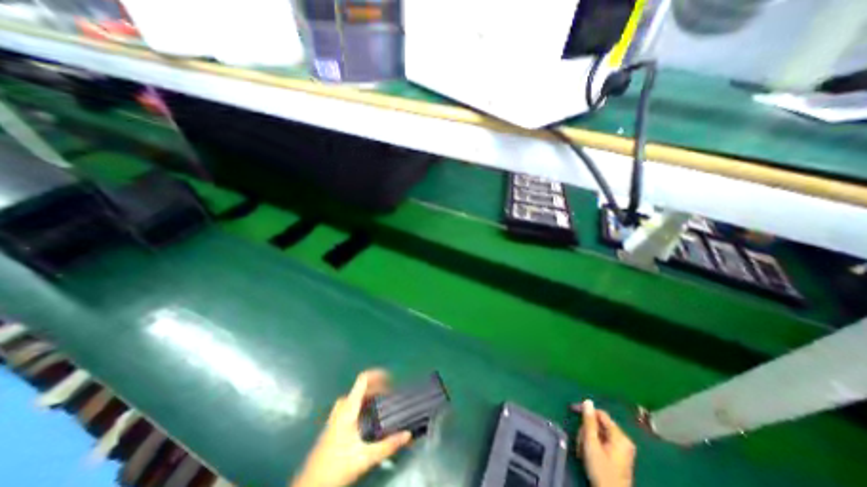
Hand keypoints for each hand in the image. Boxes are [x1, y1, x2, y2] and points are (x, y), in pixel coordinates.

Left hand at [291, 368, 411, 486]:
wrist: (309, 485)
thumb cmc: (336, 468)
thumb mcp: (365, 458)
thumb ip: (387, 446)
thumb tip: (408, 434)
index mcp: (348, 409)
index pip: (363, 380)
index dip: (377, 374)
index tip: (391, 378)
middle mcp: (341, 407)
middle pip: (360, 388)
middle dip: (376, 387)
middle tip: (390, 394)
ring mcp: (336, 415)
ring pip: (355, 396)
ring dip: (369, 395)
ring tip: (382, 402)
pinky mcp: (334, 423)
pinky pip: (351, 404)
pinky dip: (363, 403)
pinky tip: (368, 416)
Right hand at [575, 400, 635, 486]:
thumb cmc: (601, 471)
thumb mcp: (591, 444)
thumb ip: (589, 421)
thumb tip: (587, 401)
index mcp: (620, 436)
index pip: (600, 414)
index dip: (585, 410)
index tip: (571, 409)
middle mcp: (624, 440)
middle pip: (599, 424)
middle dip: (586, 430)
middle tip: (579, 440)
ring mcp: (622, 449)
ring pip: (599, 433)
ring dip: (587, 438)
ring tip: (582, 449)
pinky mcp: (618, 456)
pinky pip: (602, 441)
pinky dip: (593, 444)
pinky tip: (587, 452)